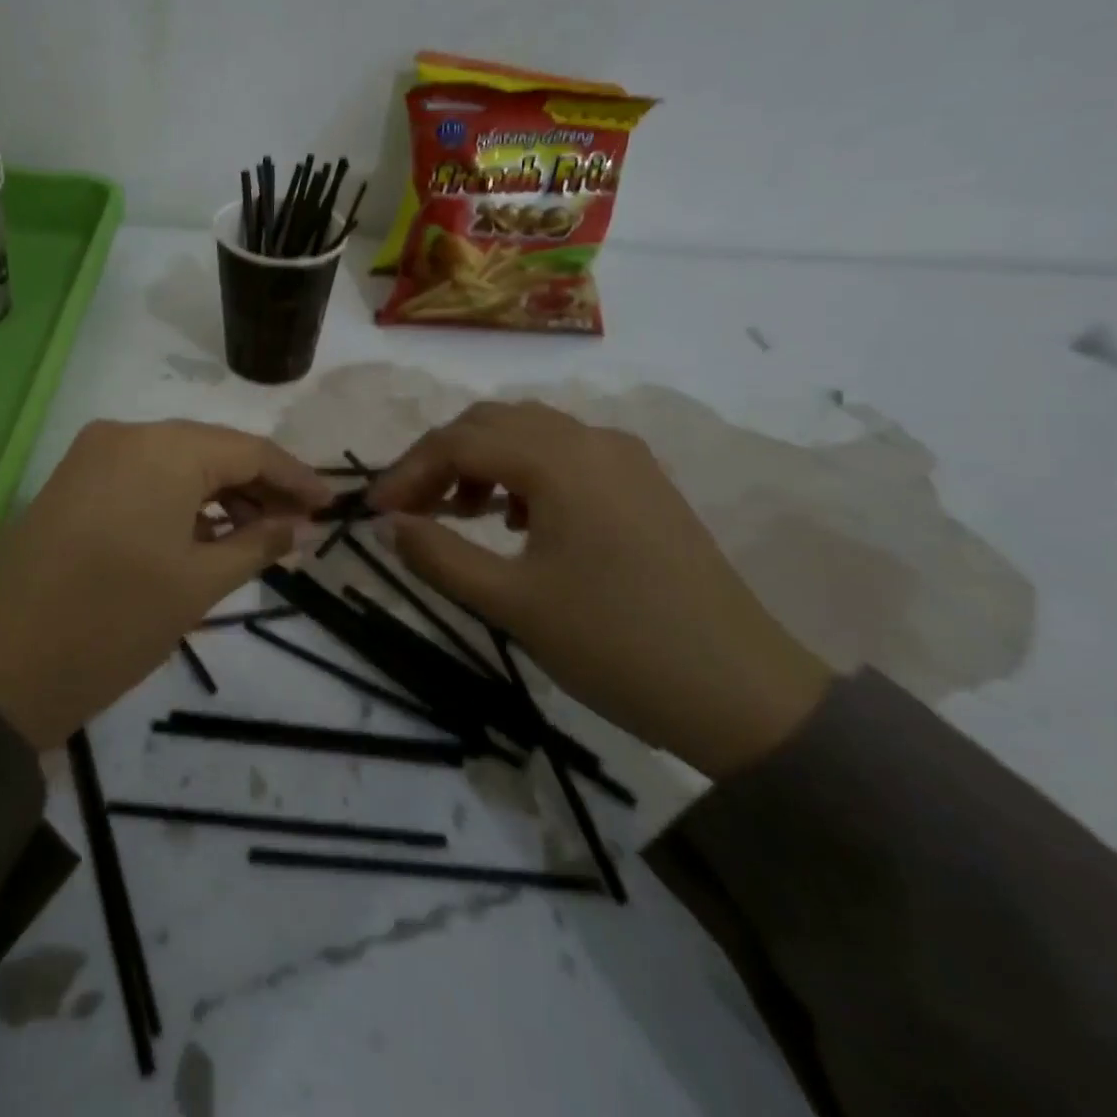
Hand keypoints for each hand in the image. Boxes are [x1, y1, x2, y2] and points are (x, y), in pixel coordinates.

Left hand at [0, 419, 331, 748]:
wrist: (3, 669)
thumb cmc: (117, 623)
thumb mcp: (200, 583)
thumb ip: (259, 543)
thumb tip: (302, 526)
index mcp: (164, 448)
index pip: (249, 450)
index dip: (295, 477)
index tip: (330, 506)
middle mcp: (126, 433)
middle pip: (211, 449)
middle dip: (258, 486)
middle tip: (297, 526)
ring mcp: (92, 454)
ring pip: (175, 461)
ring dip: (218, 494)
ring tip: (256, 536)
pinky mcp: (72, 480)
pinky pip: (141, 476)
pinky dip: (178, 499)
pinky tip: (203, 534)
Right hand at [367, 401, 833, 778]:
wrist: (742, 693)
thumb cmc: (616, 644)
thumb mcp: (511, 603)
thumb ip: (437, 554)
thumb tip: (386, 524)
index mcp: (560, 460)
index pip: (459, 442)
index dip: (407, 472)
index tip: (374, 513)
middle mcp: (592, 440)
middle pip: (491, 423)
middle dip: (440, 460)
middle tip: (409, 510)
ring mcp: (624, 458)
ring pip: (528, 433)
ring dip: (480, 462)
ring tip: (458, 514)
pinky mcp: (642, 484)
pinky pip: (563, 454)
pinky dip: (522, 472)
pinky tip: (516, 520)